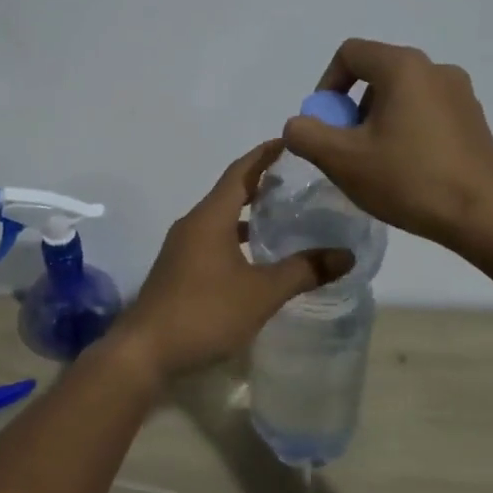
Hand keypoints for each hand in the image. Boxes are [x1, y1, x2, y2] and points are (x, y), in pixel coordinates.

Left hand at [117, 142, 353, 380]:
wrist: (146, 350)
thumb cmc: (205, 312)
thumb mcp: (261, 293)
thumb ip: (303, 271)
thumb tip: (346, 255)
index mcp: (210, 217)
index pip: (240, 171)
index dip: (264, 155)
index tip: (289, 142)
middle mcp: (193, 224)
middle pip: (230, 192)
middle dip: (260, 182)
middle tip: (295, 180)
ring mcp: (181, 247)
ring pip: (220, 218)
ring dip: (247, 213)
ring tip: (282, 216)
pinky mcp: (178, 269)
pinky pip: (212, 239)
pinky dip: (235, 237)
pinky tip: (255, 257)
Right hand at [281, 39, 492, 248]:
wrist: (484, 217)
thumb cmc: (409, 180)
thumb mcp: (342, 160)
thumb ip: (305, 134)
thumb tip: (298, 125)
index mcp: (404, 67)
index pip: (350, 54)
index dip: (326, 85)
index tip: (324, 124)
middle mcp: (435, 69)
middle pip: (376, 74)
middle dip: (351, 108)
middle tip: (346, 149)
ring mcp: (461, 94)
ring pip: (401, 95)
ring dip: (377, 121)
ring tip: (375, 164)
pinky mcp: (474, 120)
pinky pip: (426, 112)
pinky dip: (405, 130)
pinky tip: (406, 170)